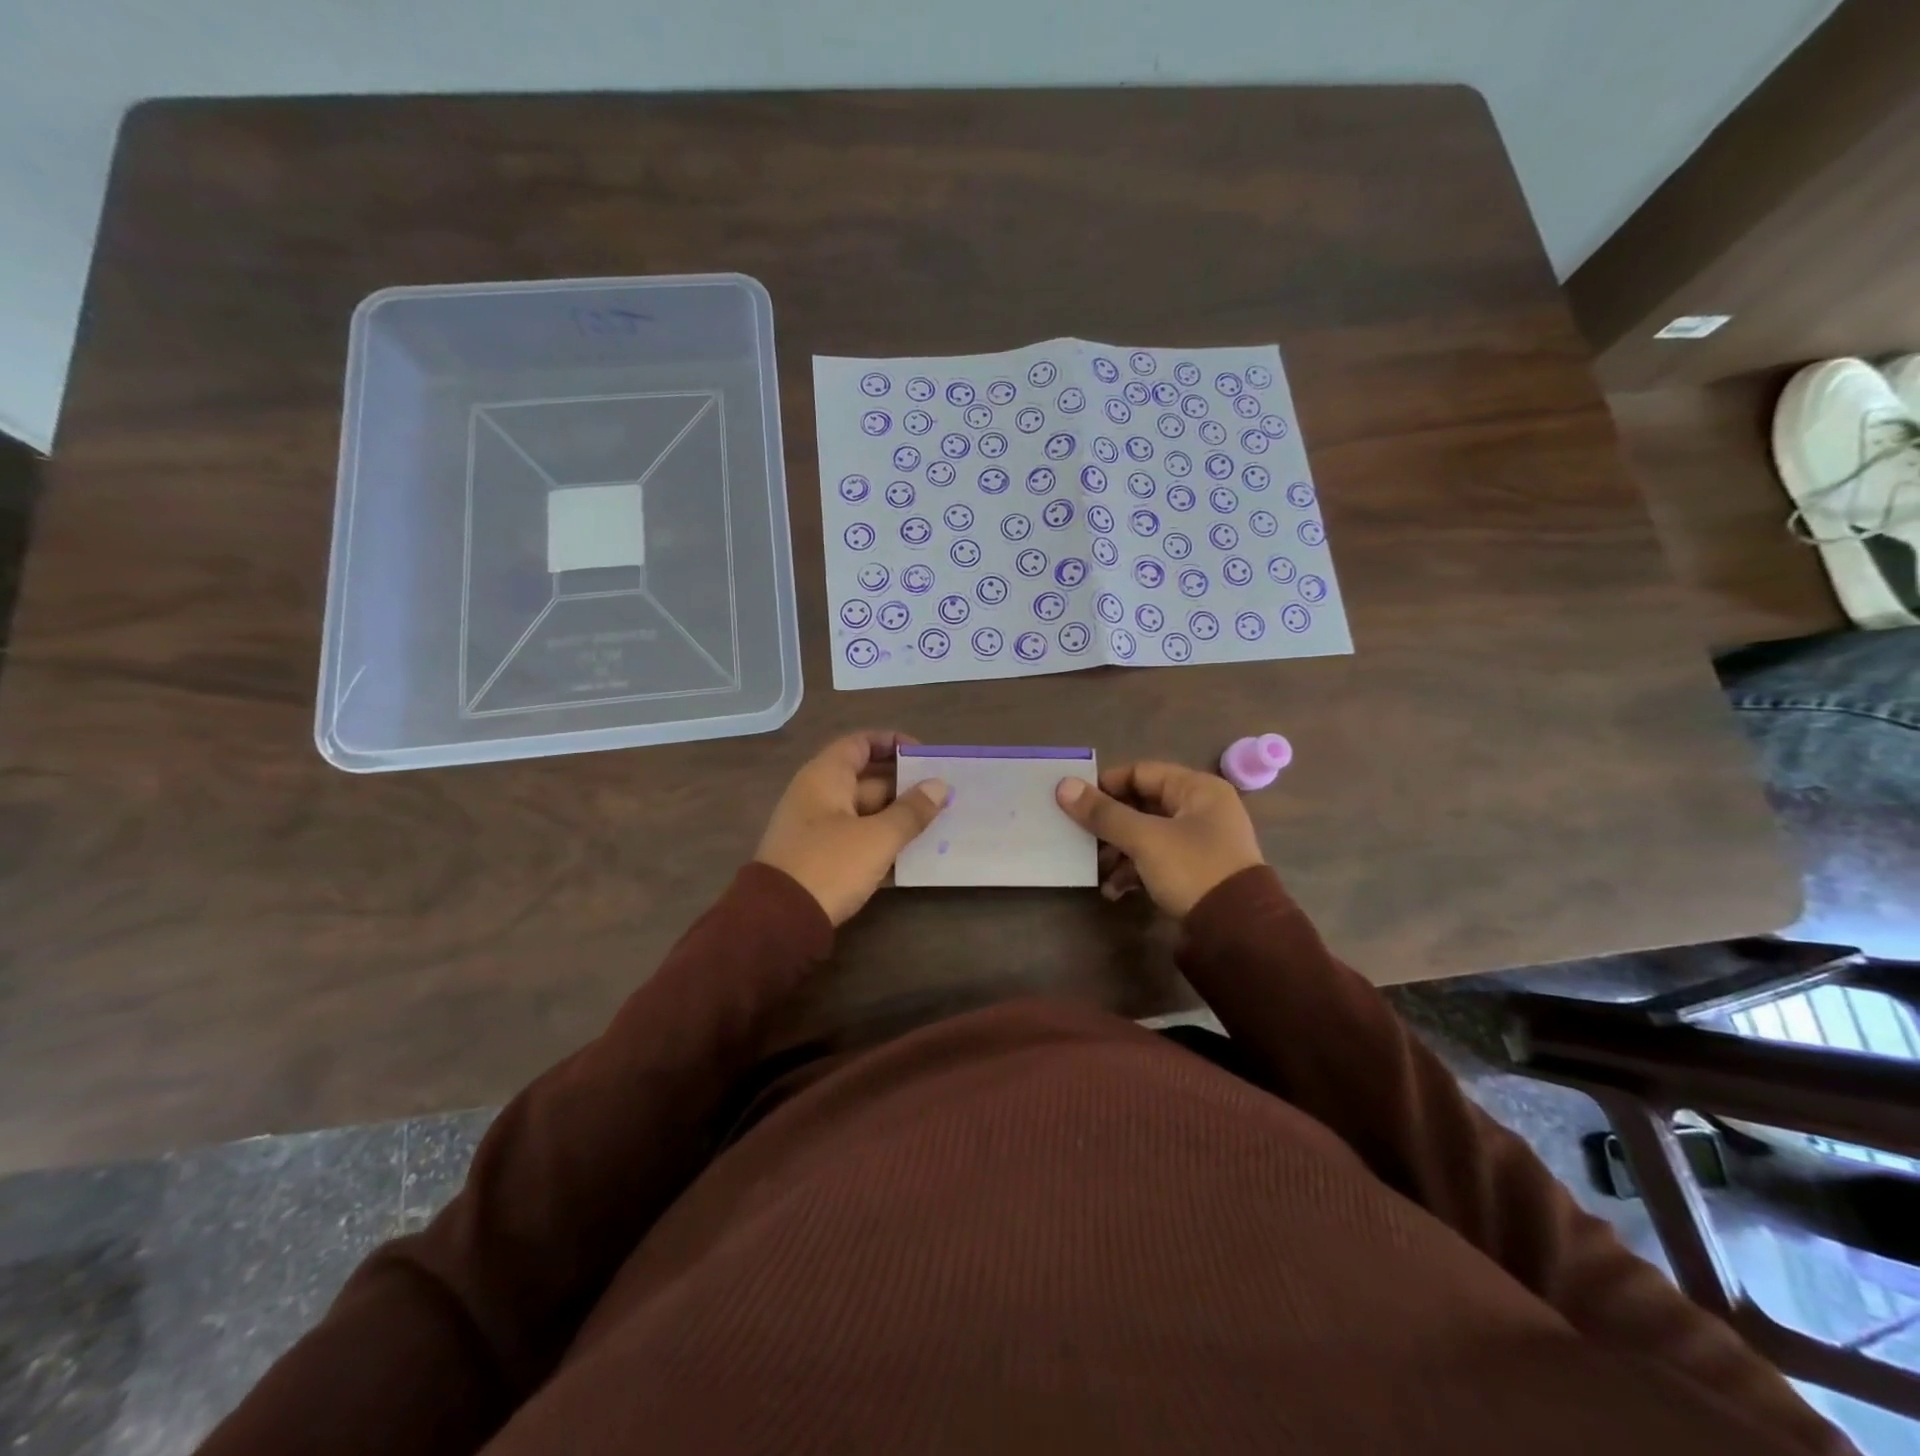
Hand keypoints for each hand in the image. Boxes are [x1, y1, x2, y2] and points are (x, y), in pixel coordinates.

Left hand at [755, 731, 949, 925]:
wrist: (778, 922)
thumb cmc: (829, 865)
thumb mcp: (877, 838)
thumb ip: (911, 811)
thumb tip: (939, 786)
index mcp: (825, 777)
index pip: (860, 744)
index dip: (892, 743)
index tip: (924, 756)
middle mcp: (817, 795)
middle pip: (865, 779)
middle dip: (904, 786)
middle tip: (941, 797)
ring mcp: (815, 828)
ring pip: (863, 812)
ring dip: (896, 817)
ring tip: (935, 825)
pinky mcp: (817, 857)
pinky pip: (855, 838)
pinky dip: (880, 840)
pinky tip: (910, 854)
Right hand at [1055, 761, 1264, 917]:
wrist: (1238, 932)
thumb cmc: (1193, 869)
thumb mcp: (1145, 839)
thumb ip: (1103, 813)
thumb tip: (1063, 786)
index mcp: (1197, 789)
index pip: (1141, 772)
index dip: (1106, 785)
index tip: (1075, 802)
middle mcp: (1201, 809)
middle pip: (1141, 806)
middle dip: (1109, 825)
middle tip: (1080, 838)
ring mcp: (1200, 842)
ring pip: (1146, 835)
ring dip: (1118, 852)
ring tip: (1096, 870)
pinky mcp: (1195, 872)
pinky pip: (1156, 861)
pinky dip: (1134, 871)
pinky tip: (1114, 891)